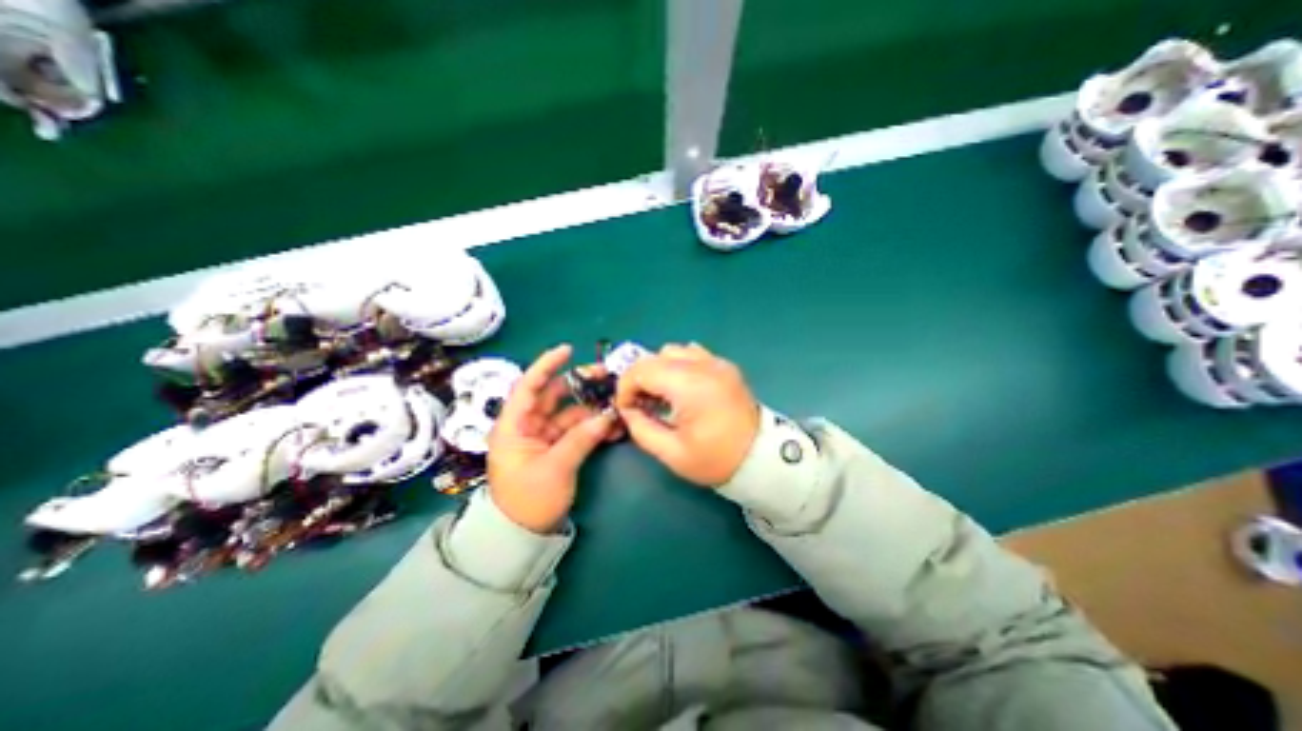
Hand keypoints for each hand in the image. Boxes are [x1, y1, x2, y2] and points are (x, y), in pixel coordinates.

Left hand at [485, 345, 614, 533]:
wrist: (524, 535)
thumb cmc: (528, 501)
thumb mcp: (555, 468)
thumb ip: (581, 438)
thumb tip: (607, 415)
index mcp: (514, 426)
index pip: (528, 386)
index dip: (546, 365)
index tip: (568, 350)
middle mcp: (527, 425)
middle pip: (553, 395)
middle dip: (578, 383)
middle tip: (605, 376)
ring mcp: (543, 436)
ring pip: (569, 411)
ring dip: (591, 407)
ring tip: (615, 402)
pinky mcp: (556, 446)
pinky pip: (576, 429)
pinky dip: (592, 425)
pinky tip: (612, 424)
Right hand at [613, 338, 758, 485]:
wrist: (761, 458)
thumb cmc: (716, 459)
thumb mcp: (672, 453)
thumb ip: (641, 429)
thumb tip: (628, 410)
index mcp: (690, 386)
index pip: (642, 370)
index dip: (625, 387)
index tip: (625, 407)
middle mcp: (704, 365)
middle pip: (655, 356)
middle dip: (639, 378)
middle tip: (641, 403)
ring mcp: (717, 362)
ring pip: (673, 351)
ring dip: (659, 369)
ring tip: (661, 395)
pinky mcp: (725, 366)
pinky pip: (692, 353)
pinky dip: (678, 365)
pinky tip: (681, 387)